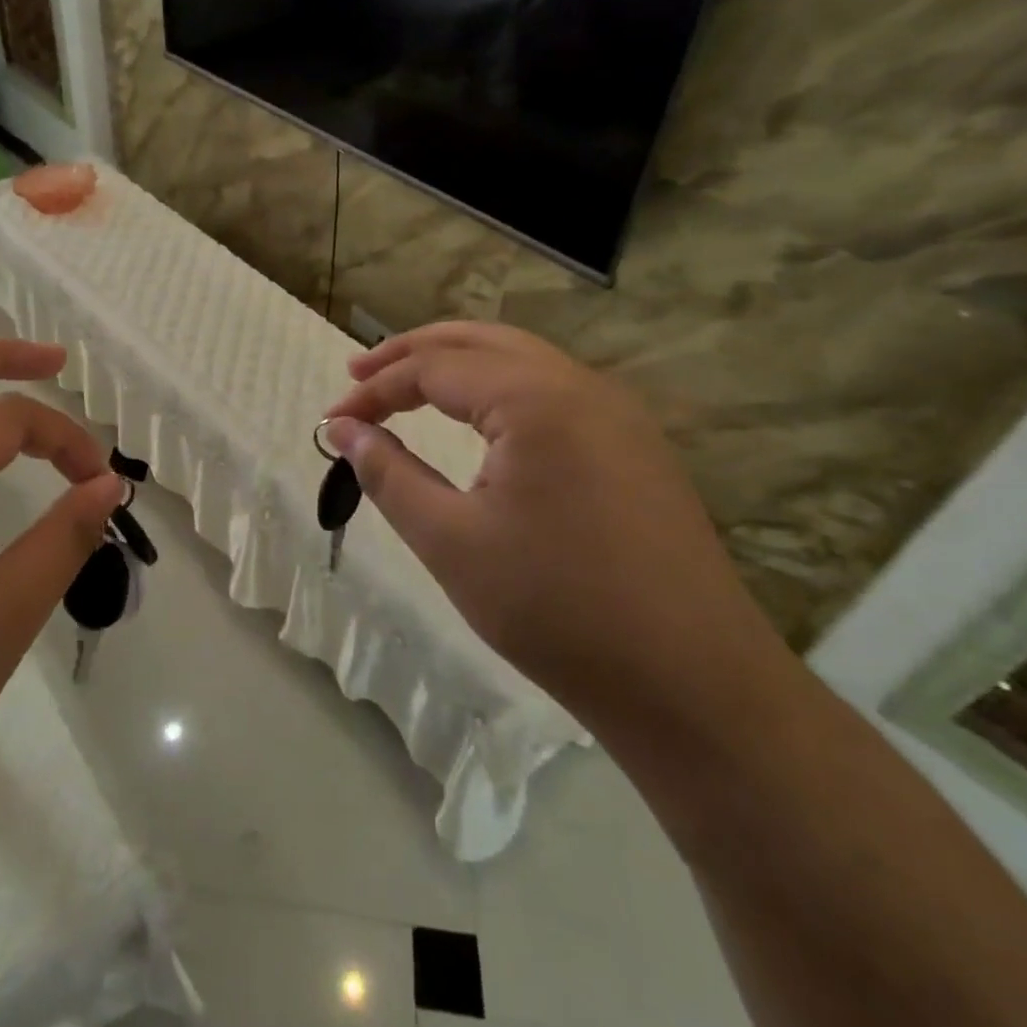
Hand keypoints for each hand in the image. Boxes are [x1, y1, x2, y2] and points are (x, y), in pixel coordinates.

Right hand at [324, 322, 781, 718]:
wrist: (694, 685)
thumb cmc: (557, 610)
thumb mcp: (451, 541)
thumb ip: (388, 474)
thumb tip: (342, 429)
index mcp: (535, 398)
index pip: (434, 367)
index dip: (375, 390)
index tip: (332, 421)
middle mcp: (580, 385)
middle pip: (479, 342)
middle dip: (412, 353)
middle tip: (360, 375)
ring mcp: (617, 412)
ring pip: (520, 359)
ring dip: (458, 365)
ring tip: (408, 386)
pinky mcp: (635, 444)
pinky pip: (552, 390)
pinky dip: (499, 389)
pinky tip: (479, 420)